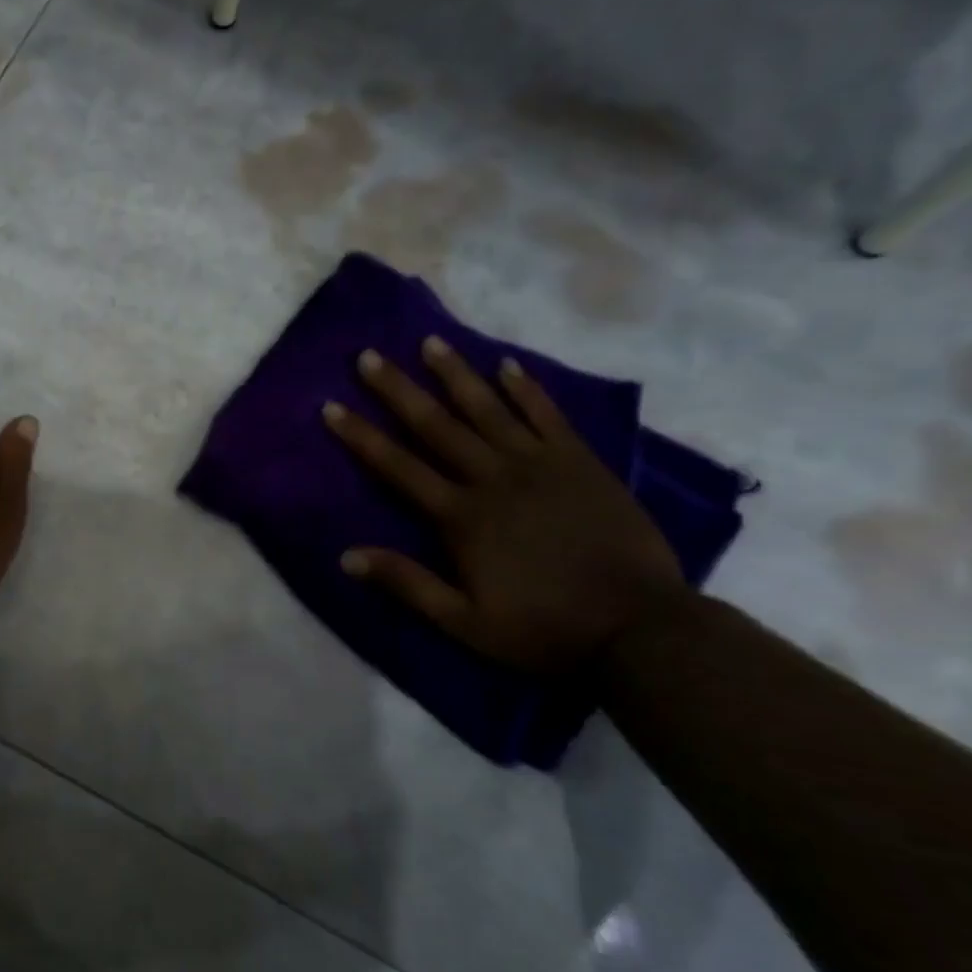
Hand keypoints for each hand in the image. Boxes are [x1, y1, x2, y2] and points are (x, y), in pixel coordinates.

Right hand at [322, 336, 689, 672]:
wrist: (640, 627)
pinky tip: (507, 365)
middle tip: (369, 356)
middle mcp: (494, 479)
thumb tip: (346, 555)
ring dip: (456, 375)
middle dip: (398, 390)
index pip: (398, 467)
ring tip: (431, 342)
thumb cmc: (542, 628)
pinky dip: (526, 389)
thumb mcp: (463, 621)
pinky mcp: (581, 464)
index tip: (332, 406)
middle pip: (436, 426)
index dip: (362, 436)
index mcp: (461, 517)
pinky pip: (548, 416)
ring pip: (488, 410)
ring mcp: (541, 466)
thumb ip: (406, 584)